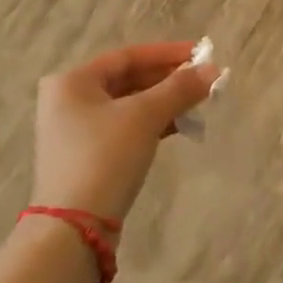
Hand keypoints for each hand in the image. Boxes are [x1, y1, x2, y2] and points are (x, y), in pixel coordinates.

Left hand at [32, 42, 220, 221]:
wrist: (74, 228)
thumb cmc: (105, 157)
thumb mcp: (145, 116)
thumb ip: (180, 88)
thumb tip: (213, 69)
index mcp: (73, 81)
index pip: (128, 56)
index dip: (168, 53)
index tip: (201, 54)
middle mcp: (68, 100)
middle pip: (128, 80)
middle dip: (168, 80)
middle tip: (204, 81)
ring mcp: (75, 131)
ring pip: (129, 105)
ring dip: (164, 103)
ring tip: (198, 104)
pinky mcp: (86, 156)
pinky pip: (124, 128)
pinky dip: (152, 124)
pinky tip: (179, 127)